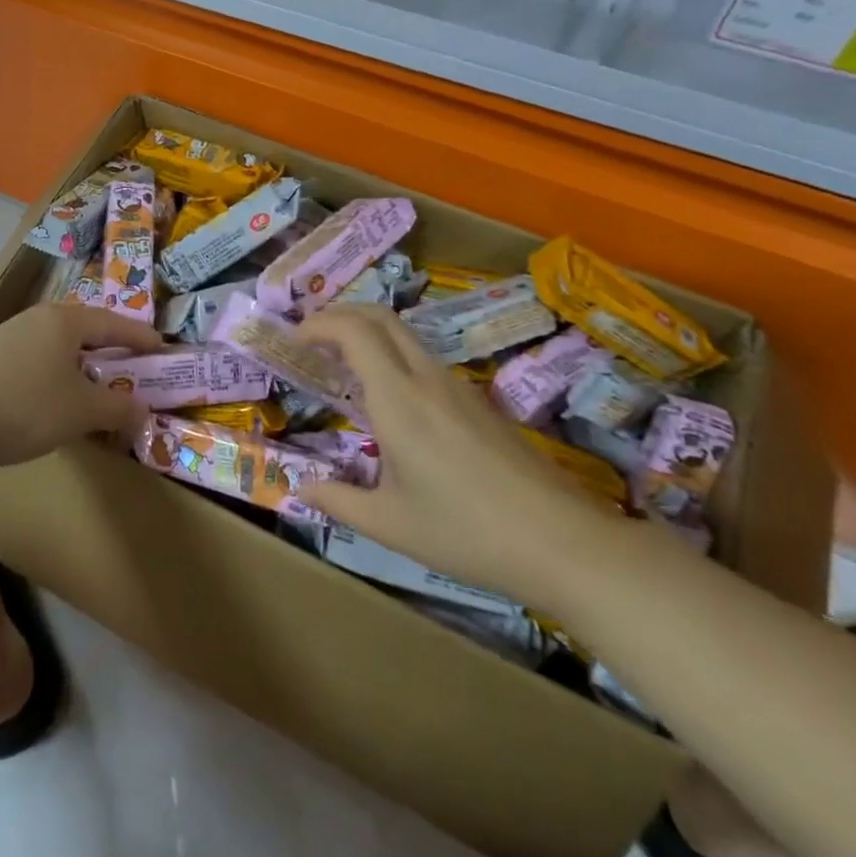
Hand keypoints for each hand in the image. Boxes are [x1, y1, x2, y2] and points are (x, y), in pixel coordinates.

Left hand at [0, 303, 163, 471]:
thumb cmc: (27, 407)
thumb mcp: (82, 411)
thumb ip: (118, 408)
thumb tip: (142, 410)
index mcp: (64, 321)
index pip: (113, 323)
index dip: (139, 337)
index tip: (161, 347)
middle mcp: (36, 318)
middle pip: (83, 328)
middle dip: (109, 346)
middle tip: (130, 363)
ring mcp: (7, 335)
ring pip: (57, 343)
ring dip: (80, 360)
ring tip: (94, 380)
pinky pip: (35, 356)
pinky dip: (55, 370)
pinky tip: (53, 393)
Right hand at [295, 305, 619, 601]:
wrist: (561, 542)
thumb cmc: (466, 532)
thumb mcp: (390, 524)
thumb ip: (338, 501)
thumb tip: (301, 488)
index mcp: (397, 399)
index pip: (353, 331)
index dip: (318, 324)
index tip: (293, 339)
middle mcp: (426, 379)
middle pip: (380, 317)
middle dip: (340, 314)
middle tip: (312, 336)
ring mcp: (457, 386)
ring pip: (405, 335)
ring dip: (367, 333)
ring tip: (343, 364)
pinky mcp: (478, 401)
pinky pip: (424, 359)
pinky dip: (392, 356)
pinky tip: (390, 398)